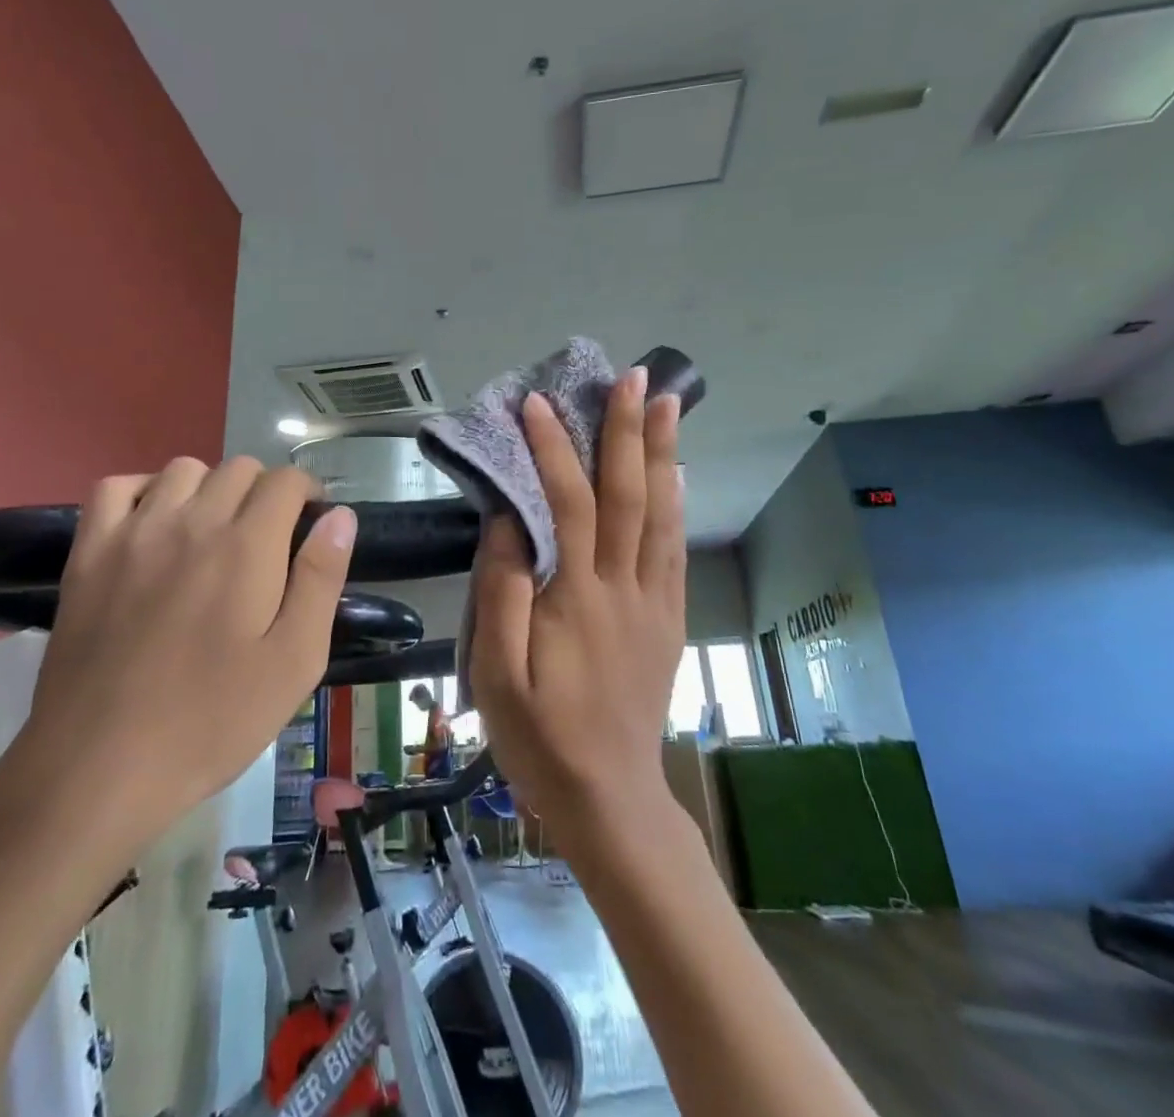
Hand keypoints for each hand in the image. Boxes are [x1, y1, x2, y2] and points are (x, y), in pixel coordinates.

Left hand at [7, 458, 356, 856]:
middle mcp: (191, 522)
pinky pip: (117, 487)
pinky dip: (143, 491)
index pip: (285, 481)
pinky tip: (153, 525)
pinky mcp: (89, 552)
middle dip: (265, 492)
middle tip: (266, 541)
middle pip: (239, 469)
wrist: (99, 767)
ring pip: (183, 470)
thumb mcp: (294, 662)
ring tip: (212, 533)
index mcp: (247, 547)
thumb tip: (341, 517)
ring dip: (210, 488)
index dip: (307, 494)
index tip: (309, 526)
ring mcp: (134, 532)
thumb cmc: (211, 721)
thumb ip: (321, 580)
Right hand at [468, 369, 684, 844]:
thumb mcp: (496, 675)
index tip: (536, 404)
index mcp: (577, 598)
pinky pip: (675, 549)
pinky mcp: (668, 618)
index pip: (568, 504)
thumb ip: (501, 594)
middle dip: (628, 431)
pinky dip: (676, 503)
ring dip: (662, 454)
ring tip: (667, 404)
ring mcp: (653, 601)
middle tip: (634, 378)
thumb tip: (506, 523)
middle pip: (628, 495)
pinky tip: (677, 475)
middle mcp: (623, 587)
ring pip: (661, 513)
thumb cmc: (540, 736)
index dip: (552, 450)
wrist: (609, 796)